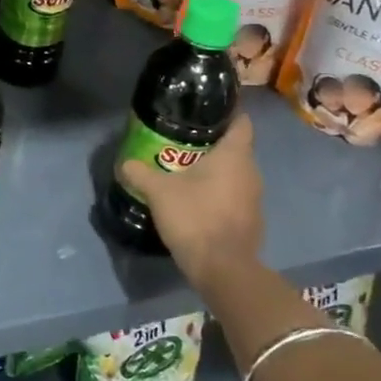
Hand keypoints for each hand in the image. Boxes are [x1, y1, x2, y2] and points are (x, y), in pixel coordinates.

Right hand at [118, 111, 266, 303]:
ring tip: (186, 171)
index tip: (206, 111)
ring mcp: (255, 198)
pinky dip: (219, 194)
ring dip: (215, 172)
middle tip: (183, 143)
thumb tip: (125, 162)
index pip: (241, 122)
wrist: (223, 269)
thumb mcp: (158, 192)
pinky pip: (234, 197)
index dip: (227, 113)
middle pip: (236, 148)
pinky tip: (197, 201)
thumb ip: (140, 172)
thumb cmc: (195, 218)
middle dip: (212, 144)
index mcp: (235, 155)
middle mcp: (251, 172)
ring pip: (235, 174)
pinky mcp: (251, 221)